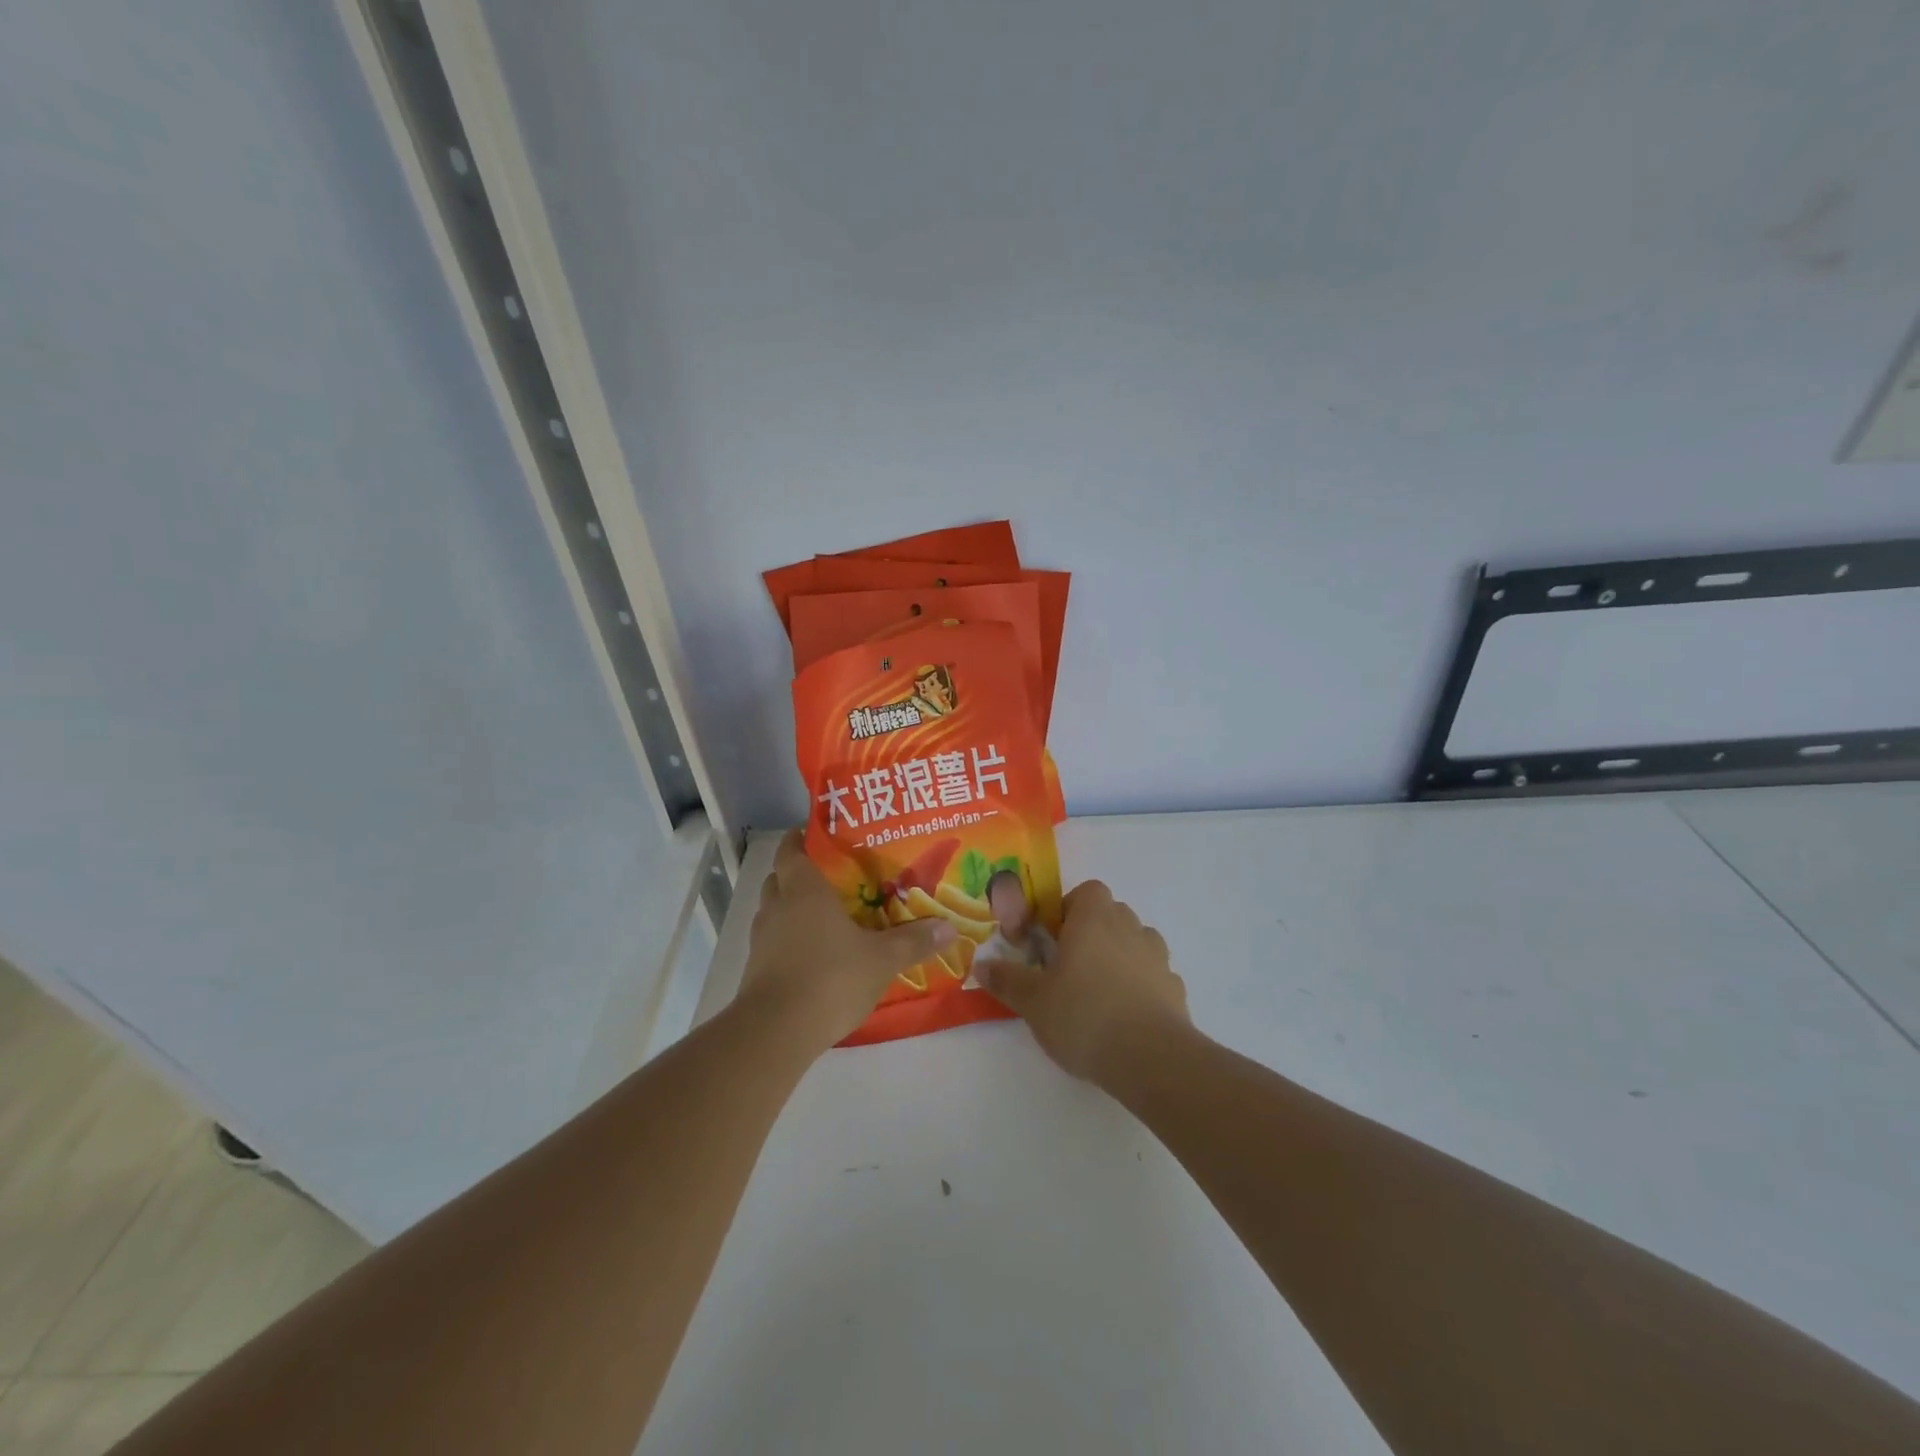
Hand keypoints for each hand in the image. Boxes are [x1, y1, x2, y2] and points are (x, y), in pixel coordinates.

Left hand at [737, 831, 955, 1055]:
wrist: (776, 1032)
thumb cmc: (830, 978)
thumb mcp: (882, 960)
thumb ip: (913, 941)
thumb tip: (949, 927)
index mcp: (804, 891)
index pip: (792, 851)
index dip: (801, 839)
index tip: (816, 835)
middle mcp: (777, 908)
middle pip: (779, 878)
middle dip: (798, 874)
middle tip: (830, 877)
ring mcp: (761, 940)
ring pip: (773, 911)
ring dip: (790, 909)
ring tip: (823, 916)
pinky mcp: (755, 971)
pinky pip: (772, 942)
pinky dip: (787, 941)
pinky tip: (813, 954)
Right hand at [976, 880, 1189, 1083]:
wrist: (1150, 1058)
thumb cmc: (1084, 1015)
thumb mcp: (1033, 1001)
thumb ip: (1007, 980)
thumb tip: (981, 965)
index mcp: (1094, 918)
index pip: (1087, 891)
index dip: (1069, 909)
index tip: (1053, 939)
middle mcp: (1129, 927)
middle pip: (1111, 914)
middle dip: (1091, 933)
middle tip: (1069, 967)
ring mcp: (1157, 957)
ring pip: (1135, 943)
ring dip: (1118, 956)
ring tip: (1098, 993)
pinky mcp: (1175, 988)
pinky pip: (1152, 975)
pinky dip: (1140, 986)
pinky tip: (1125, 1017)